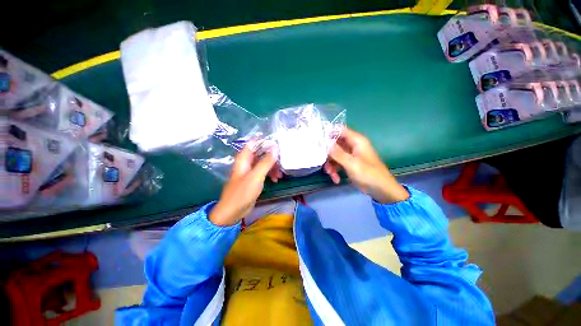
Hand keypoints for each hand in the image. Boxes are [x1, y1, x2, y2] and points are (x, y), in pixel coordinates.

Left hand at [209, 145, 278, 225]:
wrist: (233, 211)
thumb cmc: (243, 192)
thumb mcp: (256, 176)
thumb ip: (266, 162)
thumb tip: (275, 148)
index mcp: (244, 158)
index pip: (254, 142)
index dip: (266, 142)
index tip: (278, 145)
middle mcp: (247, 162)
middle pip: (261, 153)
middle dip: (272, 157)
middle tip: (282, 163)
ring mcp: (250, 170)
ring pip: (264, 163)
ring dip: (273, 167)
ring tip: (279, 175)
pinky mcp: (253, 178)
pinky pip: (263, 171)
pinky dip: (270, 174)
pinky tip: (276, 180)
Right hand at [323, 127, 408, 203]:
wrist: (380, 190)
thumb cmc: (368, 174)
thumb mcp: (351, 163)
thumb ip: (337, 153)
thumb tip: (325, 142)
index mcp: (356, 140)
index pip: (339, 130)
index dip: (328, 133)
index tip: (317, 141)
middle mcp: (352, 145)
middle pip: (334, 144)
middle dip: (328, 154)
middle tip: (323, 163)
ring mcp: (350, 155)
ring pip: (334, 155)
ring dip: (331, 164)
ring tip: (331, 174)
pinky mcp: (349, 163)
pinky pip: (338, 163)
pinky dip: (335, 171)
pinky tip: (336, 179)